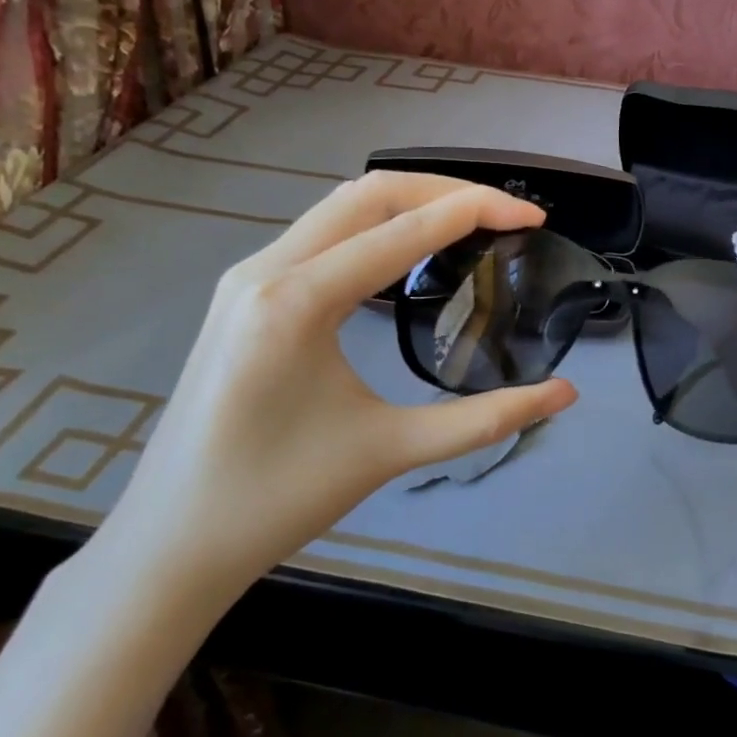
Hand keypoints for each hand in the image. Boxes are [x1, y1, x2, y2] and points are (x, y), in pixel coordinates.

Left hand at [94, 173, 577, 606]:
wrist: (171, 545)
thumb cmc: (278, 500)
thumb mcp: (392, 450)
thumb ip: (486, 419)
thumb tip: (565, 395)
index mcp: (297, 300)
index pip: (404, 229)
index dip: (477, 211)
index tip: (532, 217)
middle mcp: (266, 269)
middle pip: (370, 194)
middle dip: (446, 191)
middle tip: (506, 213)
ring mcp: (247, 277)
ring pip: (341, 208)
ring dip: (410, 202)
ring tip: (471, 220)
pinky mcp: (244, 294)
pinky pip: (320, 234)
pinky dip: (377, 226)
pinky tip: (409, 251)